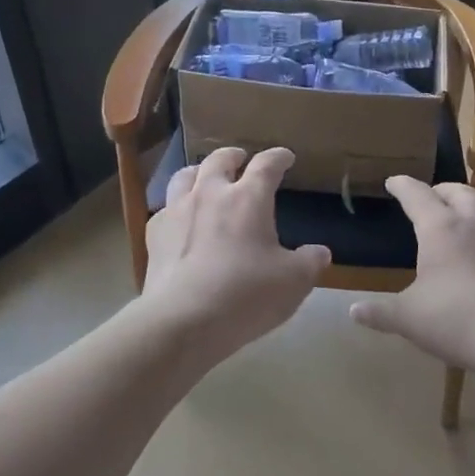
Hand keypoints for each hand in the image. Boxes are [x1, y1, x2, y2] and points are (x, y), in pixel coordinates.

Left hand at [137, 146, 329, 364]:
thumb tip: (320, 252)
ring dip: (199, 172)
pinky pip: (165, 208)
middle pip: (220, 159)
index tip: (285, 157)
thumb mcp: (293, 282)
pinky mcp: (155, 234)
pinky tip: (179, 218)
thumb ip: (310, 262)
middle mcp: (211, 193)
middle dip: (234, 155)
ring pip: (185, 175)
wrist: (183, 320)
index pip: (266, 165)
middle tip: (242, 159)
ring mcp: (178, 210)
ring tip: (205, 177)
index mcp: (248, 198)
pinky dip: (176, 206)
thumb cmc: (246, 295)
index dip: (278, 157)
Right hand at [349, 177, 474, 379]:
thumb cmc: (456, 320)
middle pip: (459, 191)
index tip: (393, 182)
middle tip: (431, 198)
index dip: (402, 186)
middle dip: (442, 191)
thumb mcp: (408, 318)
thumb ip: (380, 312)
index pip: (416, 194)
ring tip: (471, 219)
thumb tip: (353, 312)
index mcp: (441, 228)